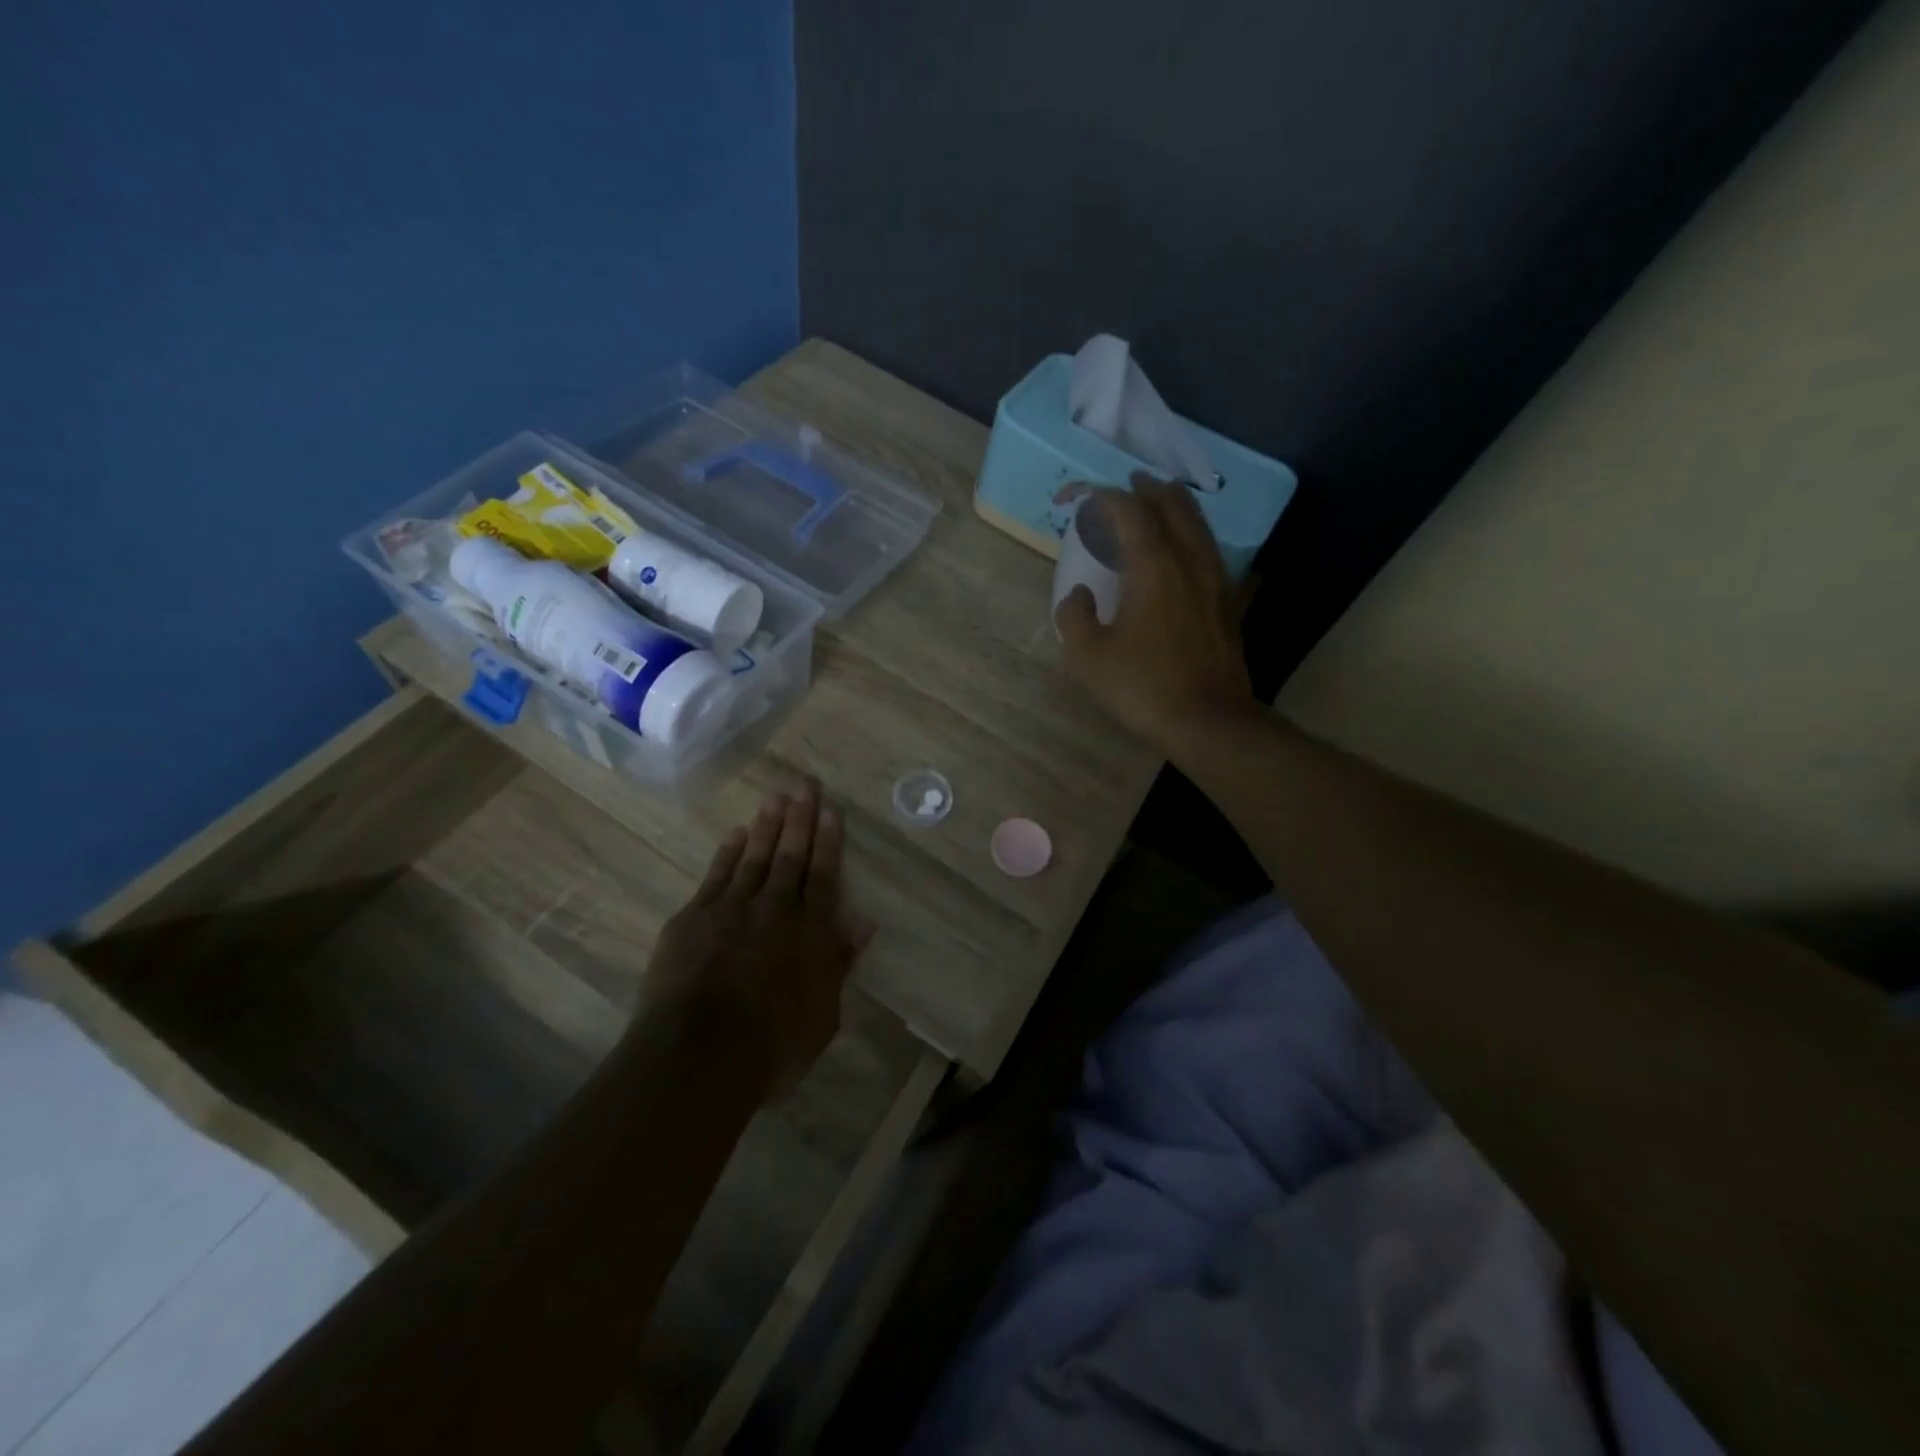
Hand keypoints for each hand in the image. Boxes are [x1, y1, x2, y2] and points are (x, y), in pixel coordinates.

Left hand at [637, 782, 874, 1097]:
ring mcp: (731, 910)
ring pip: (754, 858)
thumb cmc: (773, 1046)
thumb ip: (839, 963)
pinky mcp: (693, 919)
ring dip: (767, 826)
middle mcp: (774, 911)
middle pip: (790, 857)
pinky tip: (736, 834)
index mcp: (810, 934)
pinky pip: (716, 876)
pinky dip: (728, 853)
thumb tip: (862, 923)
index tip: (830, 810)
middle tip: (804, 784)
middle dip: (799, 819)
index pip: (823, 876)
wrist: (700, 1056)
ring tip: (775, 796)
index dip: (828, 842)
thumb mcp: (823, 1014)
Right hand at [1055, 474, 1253, 749]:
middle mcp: (1189, 560)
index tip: (1079, 498)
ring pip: (1198, 524)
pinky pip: (1211, 551)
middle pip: (1173, 504)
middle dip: (1147, 489)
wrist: (1207, 720)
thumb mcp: (1089, 657)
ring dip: (1175, 507)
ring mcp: (1216, 579)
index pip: (1128, 511)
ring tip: (1158, 504)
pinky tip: (1186, 551)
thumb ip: (1074, 617)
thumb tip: (1078, 595)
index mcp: (1153, 566)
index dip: (1102, 497)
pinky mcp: (1229, 601)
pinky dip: (1193, 537)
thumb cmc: (1143, 686)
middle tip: (1128, 485)